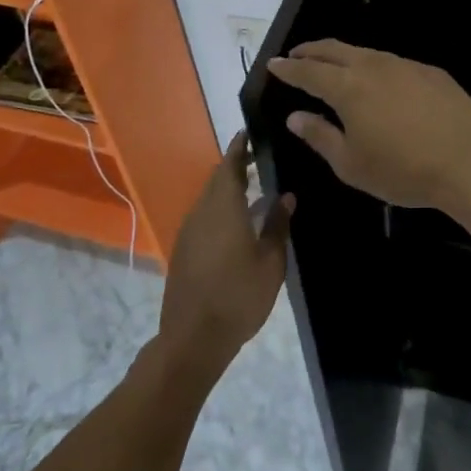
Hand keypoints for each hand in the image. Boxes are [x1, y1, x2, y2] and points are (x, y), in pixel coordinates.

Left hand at [159, 133, 292, 378]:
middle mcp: (201, 213)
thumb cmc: (238, 296)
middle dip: (237, 166)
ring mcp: (188, 232)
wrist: (193, 338)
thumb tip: (286, 196)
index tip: (251, 132)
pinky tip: (238, 221)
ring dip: (228, 189)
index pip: (230, 165)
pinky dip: (220, 209)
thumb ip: (278, 226)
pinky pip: (204, 217)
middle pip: (217, 180)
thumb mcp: (271, 262)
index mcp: (223, 208)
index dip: (240, 147)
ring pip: (209, 199)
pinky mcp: (184, 250)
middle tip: (262, 159)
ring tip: (255, 189)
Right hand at [265, 41, 470, 213]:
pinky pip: (394, 63)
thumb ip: (320, 136)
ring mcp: (407, 66)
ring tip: (334, 66)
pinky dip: (375, 67)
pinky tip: (379, 82)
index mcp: (349, 88)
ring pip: (366, 53)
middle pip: (335, 50)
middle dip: (312, 51)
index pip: (309, 71)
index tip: (274, 64)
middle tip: (297, 56)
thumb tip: (296, 116)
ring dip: (344, 56)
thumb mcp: (352, 164)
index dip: (289, 68)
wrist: (470, 164)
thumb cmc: (403, 170)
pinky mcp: (432, 73)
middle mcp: (375, 67)